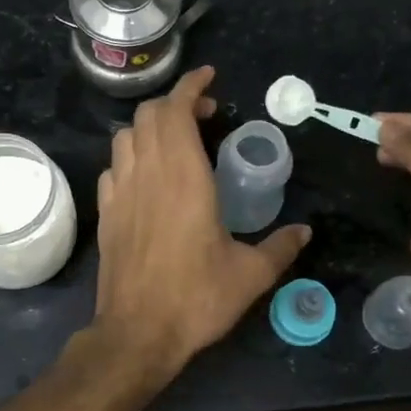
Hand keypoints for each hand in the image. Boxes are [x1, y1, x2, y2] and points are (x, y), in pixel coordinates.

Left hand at [94, 67, 310, 370]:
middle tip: (203, 116)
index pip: (176, 110)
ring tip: (175, 142)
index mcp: (184, 177)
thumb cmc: (196, 298)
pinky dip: (131, 157)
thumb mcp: (251, 275)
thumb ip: (280, 247)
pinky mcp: (106, 213)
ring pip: (126, 136)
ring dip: (150, 127)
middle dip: (174, 104)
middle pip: (149, 115)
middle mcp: (148, 173)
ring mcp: (121, 192)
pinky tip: (147, 177)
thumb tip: (304, 231)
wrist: (137, 333)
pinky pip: (113, 167)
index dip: (191, 85)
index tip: (209, 78)